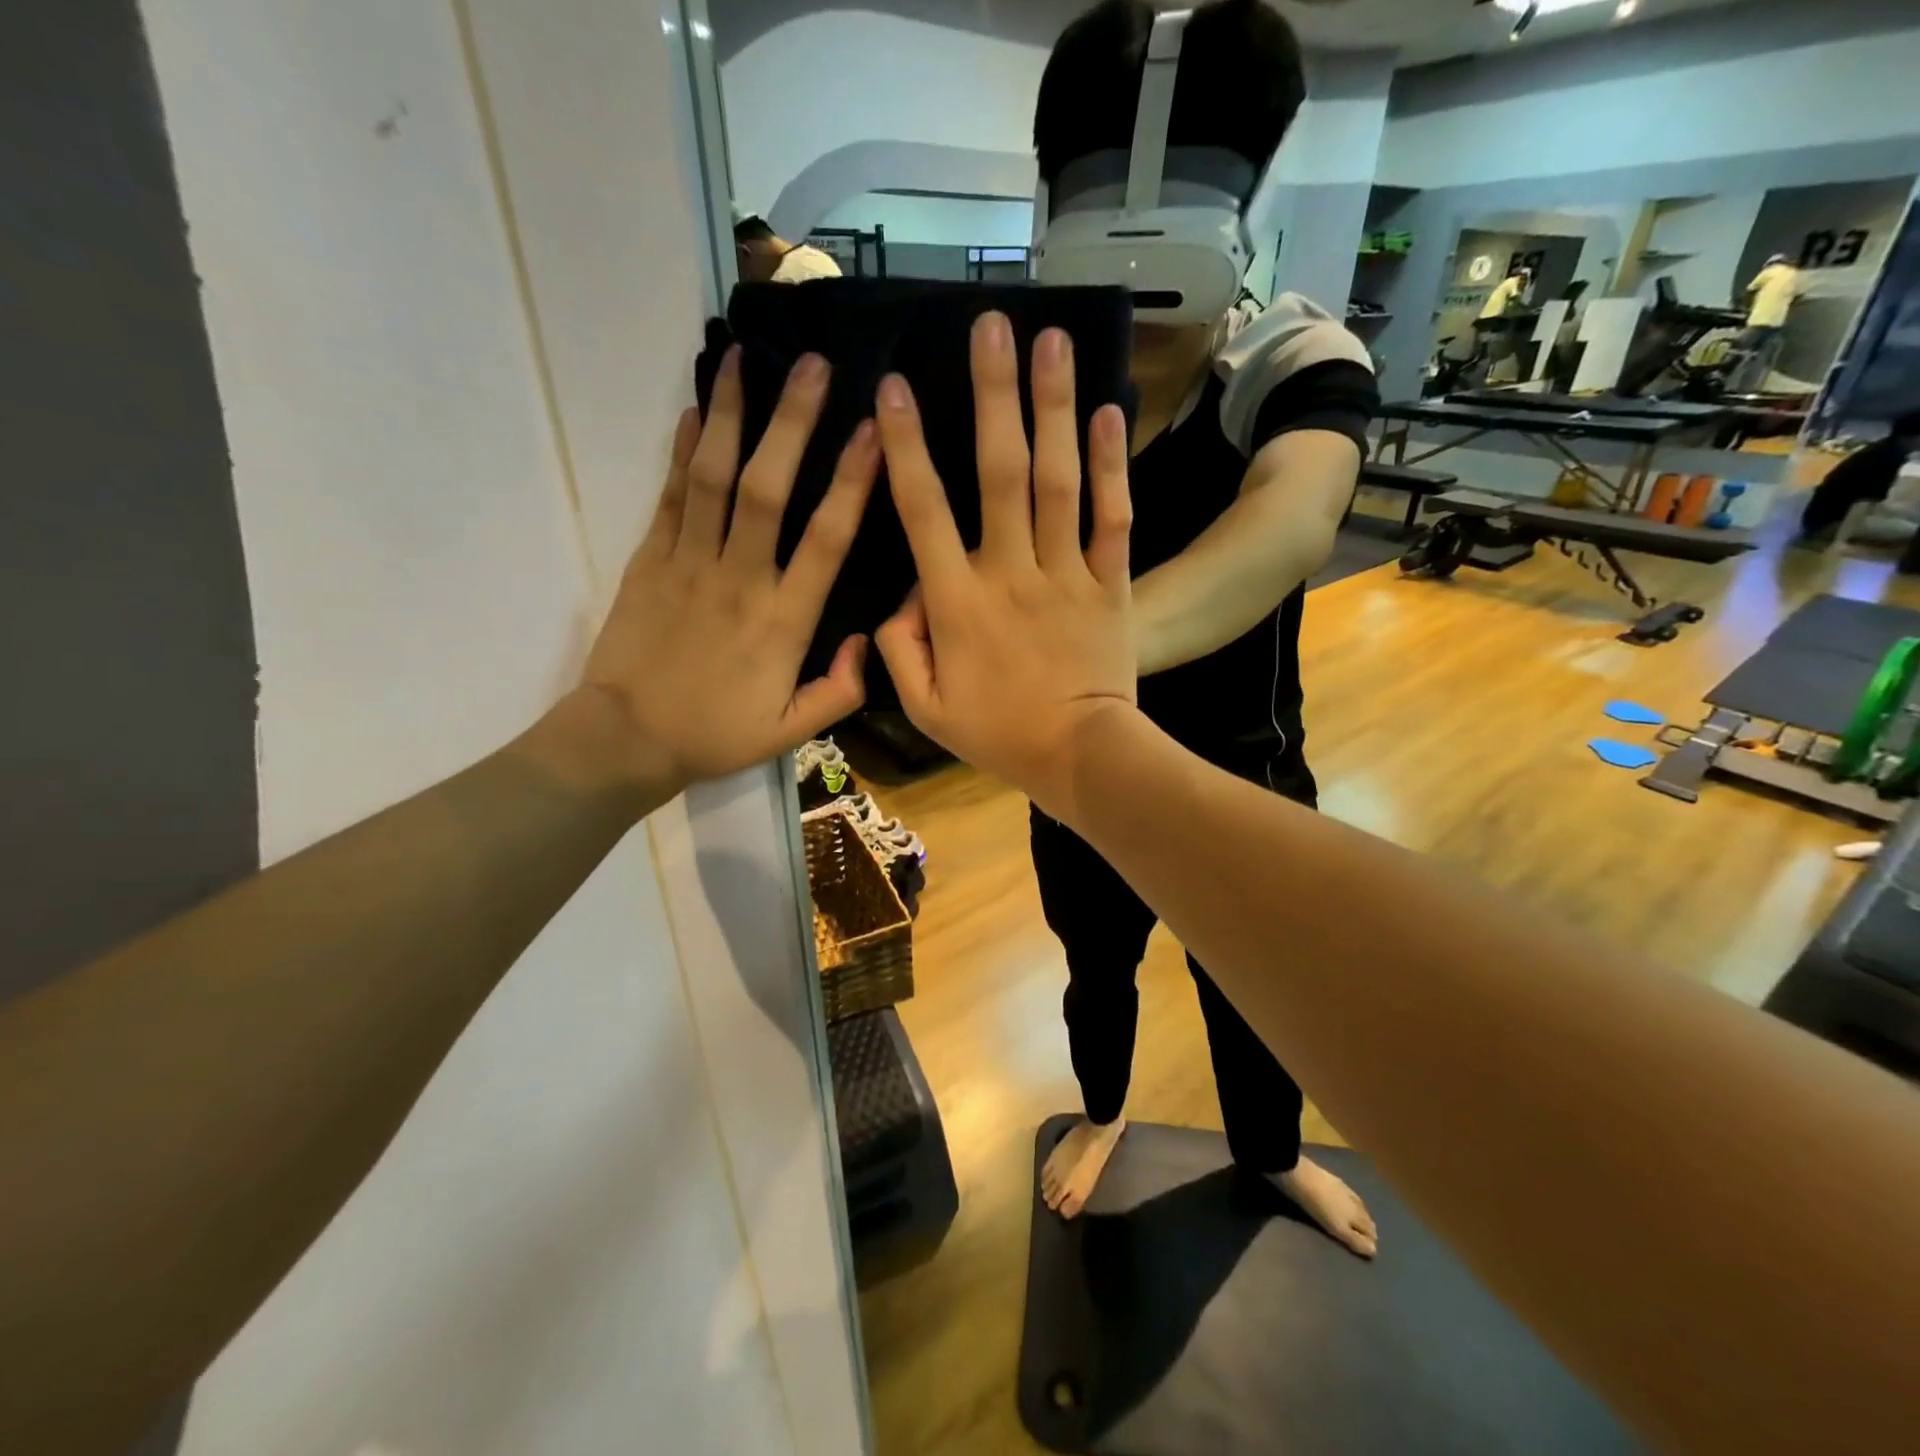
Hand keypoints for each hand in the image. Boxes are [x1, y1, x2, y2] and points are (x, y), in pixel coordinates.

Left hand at [571, 348, 877, 794]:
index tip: (874, 432)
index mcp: (783, 621)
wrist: (626, 739)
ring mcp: (688, 563)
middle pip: (769, 488)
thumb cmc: (715, 735)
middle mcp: (740, 578)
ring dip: (732, 415)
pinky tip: (696, 409)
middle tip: (813, 364)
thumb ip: (839, 692)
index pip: (826, 540)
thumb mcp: (791, 733)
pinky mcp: (649, 560)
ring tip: (743, 358)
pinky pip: (669, 496)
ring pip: (713, 478)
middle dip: (792, 422)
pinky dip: (682, 450)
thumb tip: (871, 642)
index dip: (853, 482)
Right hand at [874, 313, 1135, 817]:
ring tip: (1051, 339)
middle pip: (999, 471)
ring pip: (1058, 479)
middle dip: (992, 394)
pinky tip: (1107, 411)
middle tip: (990, 324)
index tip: (892, 386)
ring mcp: (1066, 573)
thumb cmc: (998, 734)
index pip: (922, 510)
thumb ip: (897, 651)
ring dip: (1053, 407)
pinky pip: (1112, 517)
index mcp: (957, 601)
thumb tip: (897, 600)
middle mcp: (1010, 571)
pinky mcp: (1111, 583)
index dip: (904, 446)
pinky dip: (1111, 465)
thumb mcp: (925, 708)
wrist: (1081, 756)